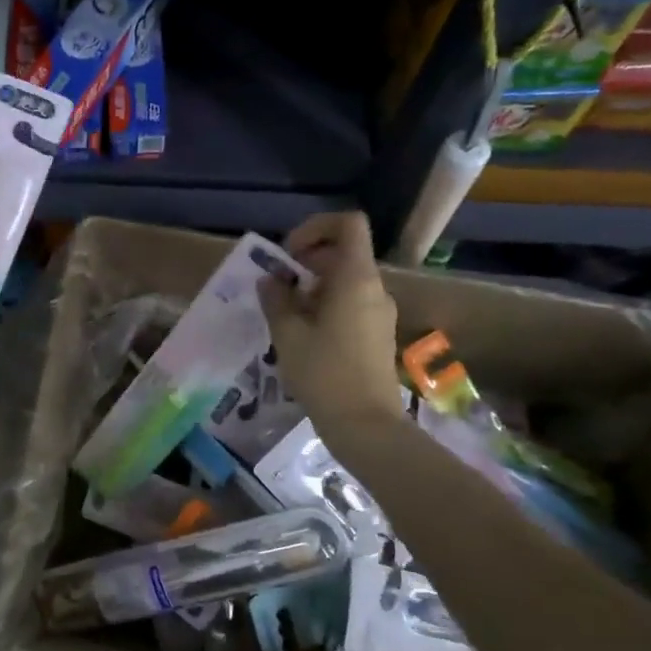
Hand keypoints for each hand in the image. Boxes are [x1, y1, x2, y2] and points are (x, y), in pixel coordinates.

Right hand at [259, 212, 403, 453]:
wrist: (365, 425)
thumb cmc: (324, 374)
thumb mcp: (288, 334)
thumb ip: (276, 299)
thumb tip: (270, 280)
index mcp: (356, 278)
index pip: (348, 224)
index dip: (315, 227)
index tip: (288, 255)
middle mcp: (374, 288)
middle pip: (342, 253)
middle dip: (305, 263)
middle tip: (276, 289)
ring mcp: (380, 312)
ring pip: (345, 281)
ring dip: (312, 288)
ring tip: (285, 316)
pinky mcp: (377, 334)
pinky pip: (351, 304)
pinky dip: (325, 307)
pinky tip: (303, 336)